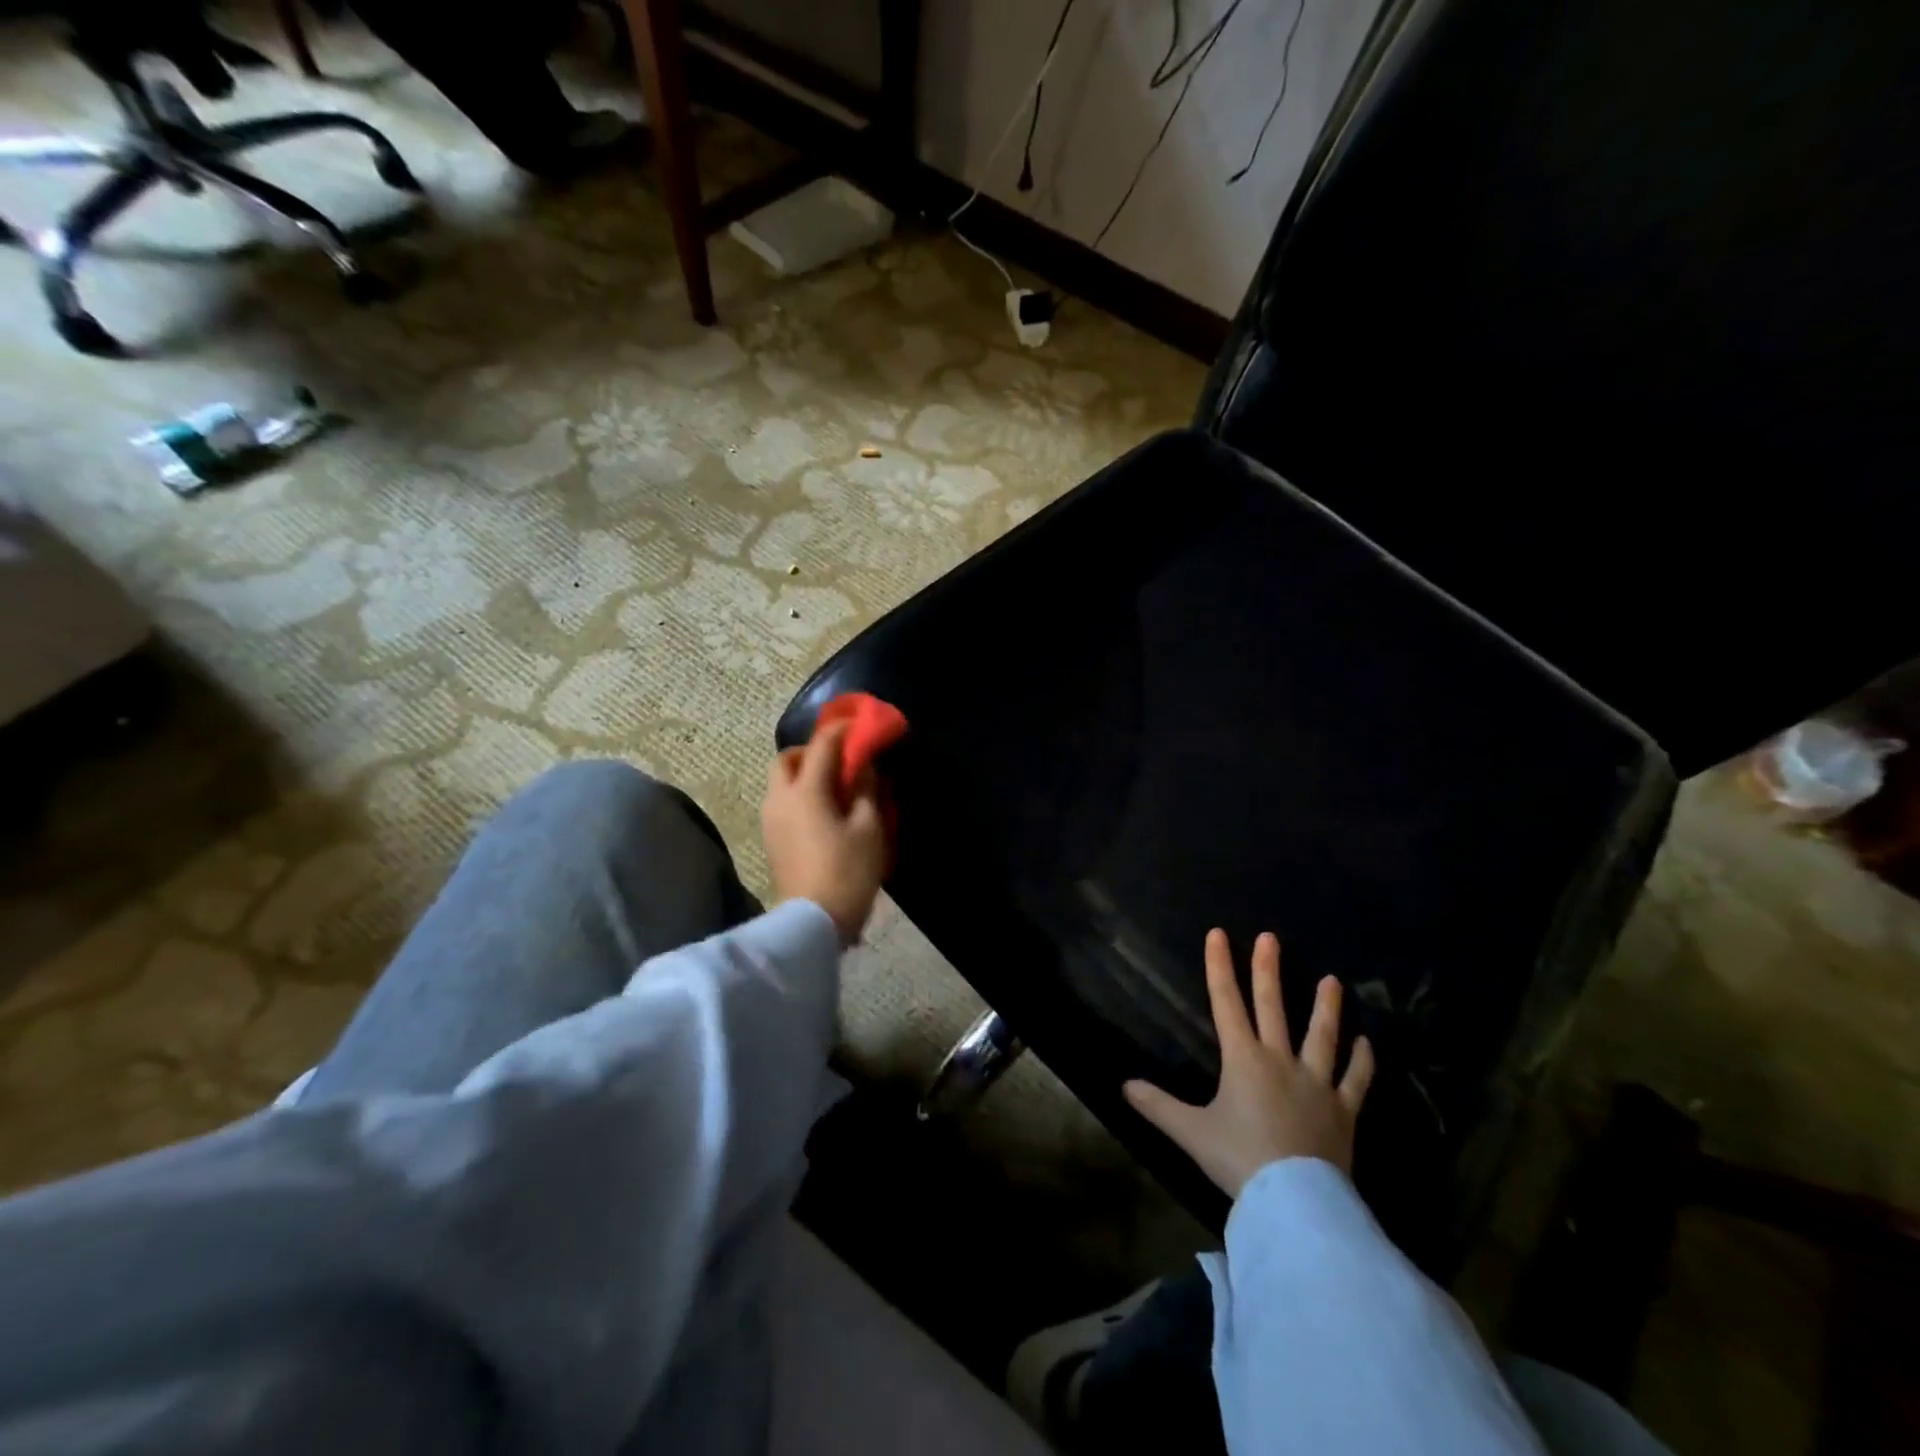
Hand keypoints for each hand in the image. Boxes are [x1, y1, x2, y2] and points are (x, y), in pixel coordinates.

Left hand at [761, 721, 887, 944]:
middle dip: (812, 750)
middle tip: (840, 759)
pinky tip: (824, 811)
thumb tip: (865, 766)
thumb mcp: (869, 828)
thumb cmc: (847, 872)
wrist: (812, 922)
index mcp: (806, 791)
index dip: (842, 729)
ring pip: (782, 781)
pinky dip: (801, 794)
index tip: (860, 722)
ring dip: (805, 773)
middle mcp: (780, 798)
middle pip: (788, 758)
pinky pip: (783, 802)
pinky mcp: (770, 839)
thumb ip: (867, 790)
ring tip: (835, 787)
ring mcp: (770, 820)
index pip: (822, 744)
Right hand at [1124, 929, 1374, 1198]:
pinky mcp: (1343, 1111)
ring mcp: (1316, 1083)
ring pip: (1321, 1036)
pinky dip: (1362, 1062)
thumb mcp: (1190, 1132)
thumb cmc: (1239, 1159)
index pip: (1226, 1003)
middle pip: (1272, 1007)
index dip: (1220, 967)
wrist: (1293, 1201)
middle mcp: (1280, 1060)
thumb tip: (1124, 1085)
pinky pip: (1355, 1081)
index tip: (1219, 934)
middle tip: (1270, 938)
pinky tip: (1366, 1044)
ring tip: (1333, 980)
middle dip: (1268, 970)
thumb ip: (1158, 1106)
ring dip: (1326, 1007)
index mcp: (1243, 1059)